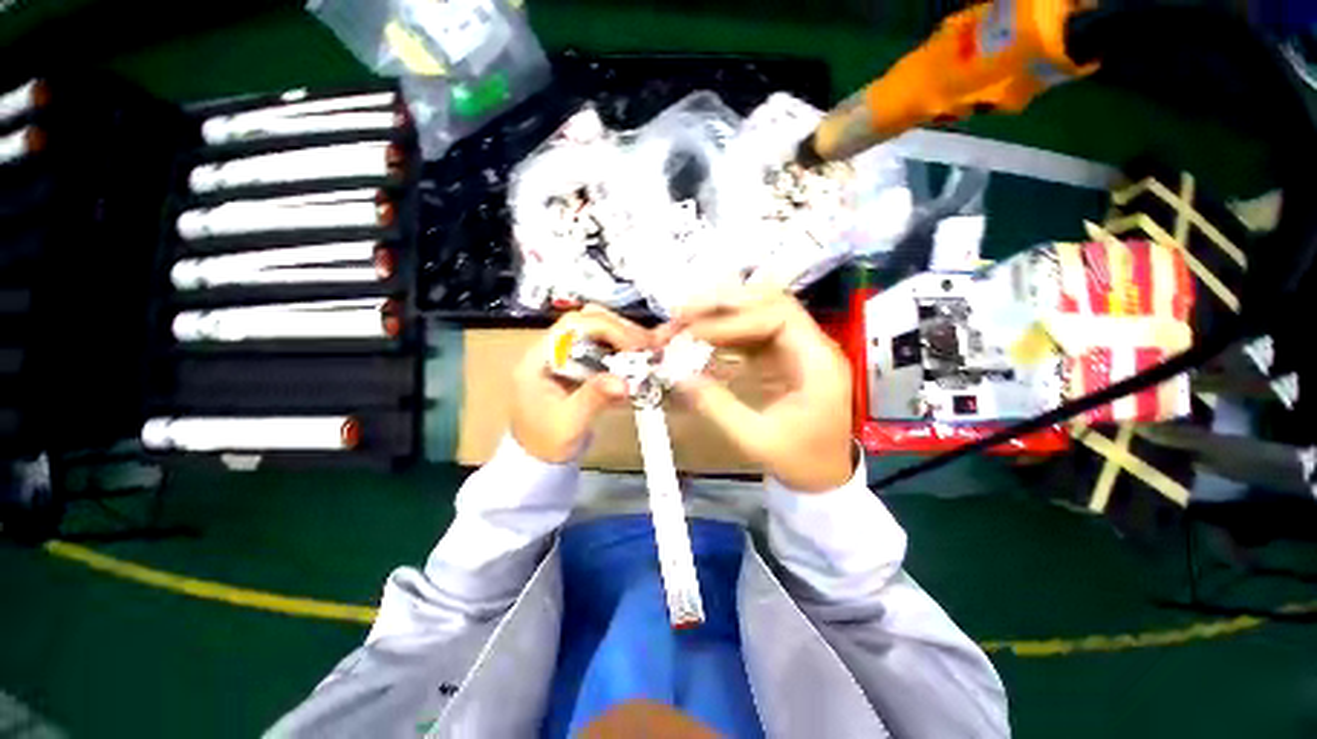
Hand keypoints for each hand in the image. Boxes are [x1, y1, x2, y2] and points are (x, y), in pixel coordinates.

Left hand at [511, 305, 651, 462]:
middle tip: (647, 347)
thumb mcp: (569, 422)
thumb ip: (594, 398)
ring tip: (649, 351)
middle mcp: (552, 349)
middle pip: (589, 321)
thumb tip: (624, 383)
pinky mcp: (579, 364)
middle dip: (621, 329)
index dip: (608, 329)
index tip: (634, 347)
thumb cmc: (546, 441)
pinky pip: (604, 348)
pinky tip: (643, 357)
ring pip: (599, 331)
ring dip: (626, 337)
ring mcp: (566, 355)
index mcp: (540, 358)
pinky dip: (625, 350)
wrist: (538, 458)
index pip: (574, 325)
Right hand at [658, 286, 853, 491]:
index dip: (735, 320)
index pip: (779, 317)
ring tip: (685, 321)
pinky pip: (752, 331)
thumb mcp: (756, 439)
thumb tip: (678, 376)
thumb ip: (717, 406)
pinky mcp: (782, 355)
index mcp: (819, 362)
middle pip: (770, 302)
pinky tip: (701, 337)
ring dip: (721, 313)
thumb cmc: (799, 460)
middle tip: (683, 313)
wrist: (824, 475)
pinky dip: (724, 330)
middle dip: (724, 304)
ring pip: (759, 311)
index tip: (696, 334)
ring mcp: (797, 347)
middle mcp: (811, 345)